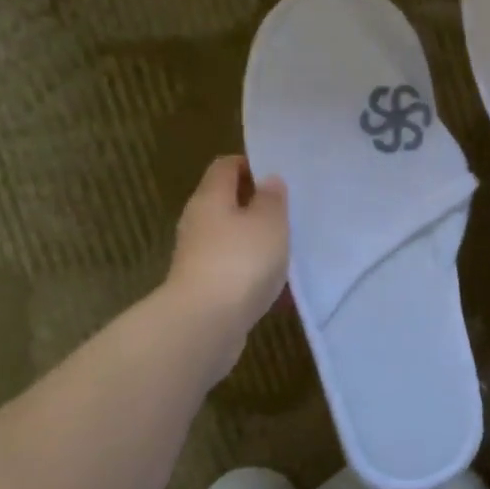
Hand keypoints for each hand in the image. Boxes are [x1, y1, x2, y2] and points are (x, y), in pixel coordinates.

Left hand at [166, 156, 288, 355]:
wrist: (205, 324)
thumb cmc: (241, 261)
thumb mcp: (269, 222)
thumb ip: (272, 199)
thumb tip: (268, 180)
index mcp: (210, 198)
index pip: (226, 166)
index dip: (250, 164)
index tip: (278, 174)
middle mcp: (199, 223)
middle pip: (227, 203)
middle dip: (257, 206)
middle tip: (290, 212)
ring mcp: (199, 258)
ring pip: (233, 240)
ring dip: (258, 243)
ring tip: (290, 251)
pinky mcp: (206, 289)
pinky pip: (236, 272)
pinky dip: (256, 274)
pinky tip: (281, 289)